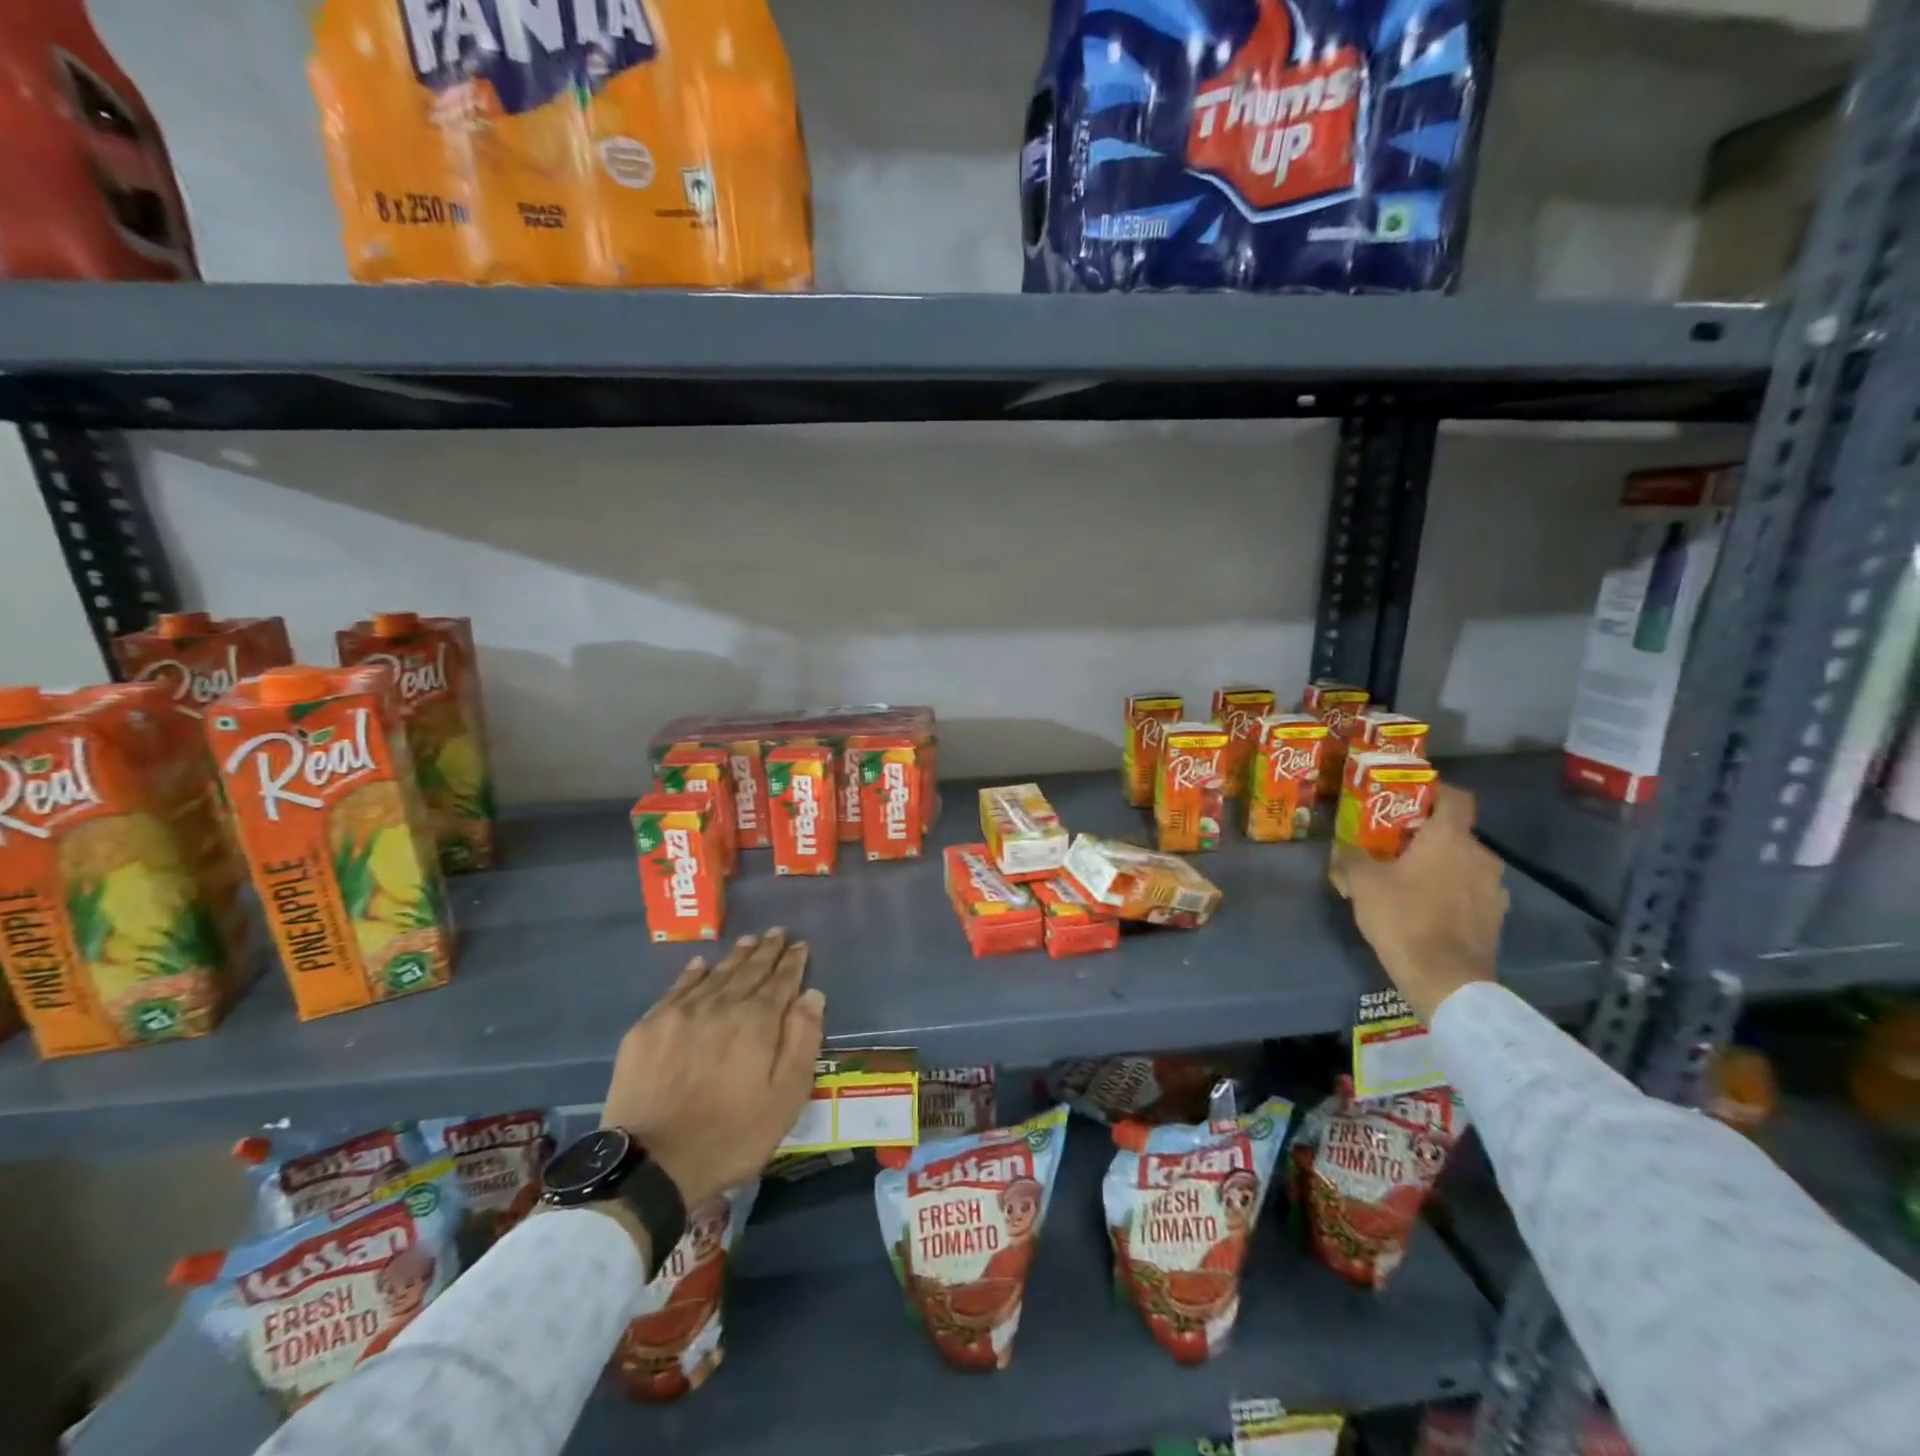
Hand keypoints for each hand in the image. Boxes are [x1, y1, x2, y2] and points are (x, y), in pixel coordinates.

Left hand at [602, 929, 824, 1209]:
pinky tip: (701, 965)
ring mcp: (681, 1013)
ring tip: (749, 940)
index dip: (792, 962)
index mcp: (757, 1021)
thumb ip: (802, 1041)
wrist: (651, 1165)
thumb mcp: (785, 1097)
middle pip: (749, 971)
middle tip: (777, 933)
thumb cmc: (731, 1135)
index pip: (781, 981)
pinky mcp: (648, 1028)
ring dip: (735, 957)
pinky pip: (677, 989)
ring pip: (716, 975)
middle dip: (766, 951)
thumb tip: (812, 994)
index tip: (800, 945)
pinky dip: (692, 974)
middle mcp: (721, 1005)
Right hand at [1330, 784, 1507, 1021]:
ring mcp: (1493, 888)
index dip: (1434, 792)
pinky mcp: (1496, 917)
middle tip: (1393, 845)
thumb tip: (1342, 845)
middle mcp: (1480, 856)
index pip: (1456, 797)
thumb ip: (1351, 857)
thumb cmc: (1404, 919)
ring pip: (1463, 863)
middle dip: (1426, 835)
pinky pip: (1470, 891)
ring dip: (1440, 865)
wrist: (1447, 981)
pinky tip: (1426, 908)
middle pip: (1455, 832)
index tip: (1407, 799)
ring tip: (1408, 880)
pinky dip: (1451, 892)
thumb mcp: (1362, 884)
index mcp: (1450, 839)